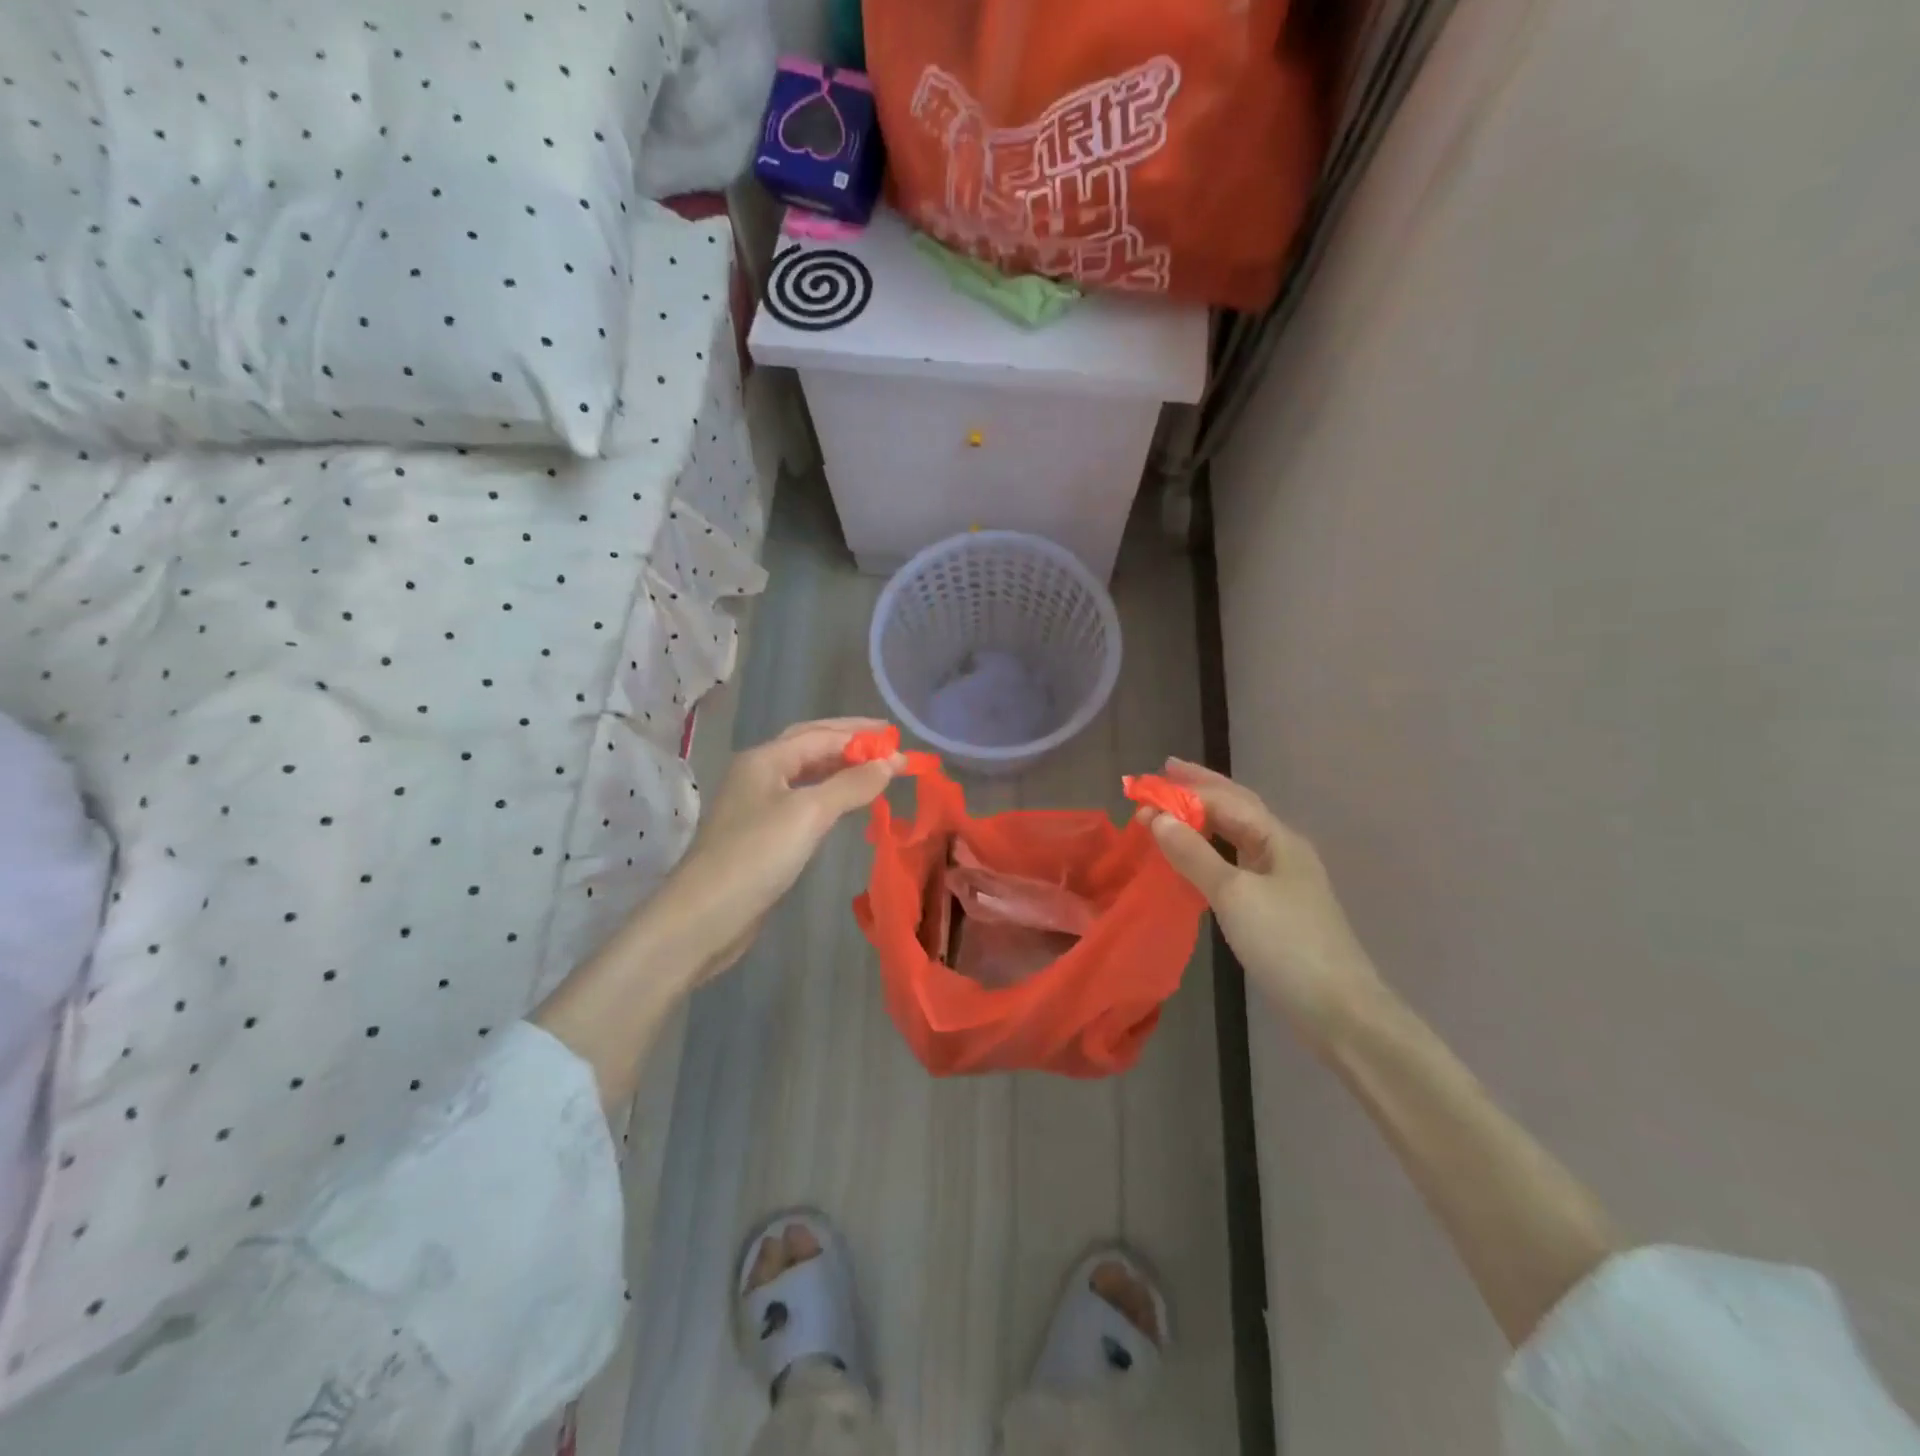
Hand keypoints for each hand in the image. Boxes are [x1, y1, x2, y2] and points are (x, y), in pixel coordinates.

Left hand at [651, 717, 903, 984]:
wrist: (704, 917)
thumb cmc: (756, 856)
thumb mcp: (809, 814)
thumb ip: (852, 784)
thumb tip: (891, 762)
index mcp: (765, 759)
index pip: (820, 734)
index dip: (862, 736)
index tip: (900, 743)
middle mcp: (759, 774)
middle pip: (810, 746)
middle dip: (850, 742)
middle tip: (889, 744)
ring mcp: (757, 805)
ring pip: (806, 774)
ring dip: (841, 768)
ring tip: (876, 770)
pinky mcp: (761, 834)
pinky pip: (803, 801)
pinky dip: (829, 794)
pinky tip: (846, 804)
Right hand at [1139, 758, 1382, 1049]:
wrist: (1339, 1009)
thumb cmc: (1286, 943)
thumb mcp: (1233, 895)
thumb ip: (1193, 854)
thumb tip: (1156, 816)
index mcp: (1277, 838)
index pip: (1224, 800)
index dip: (1183, 791)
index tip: (1143, 787)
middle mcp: (1282, 849)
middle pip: (1237, 807)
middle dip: (1201, 787)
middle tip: (1165, 771)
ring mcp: (1283, 877)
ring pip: (1239, 833)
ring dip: (1206, 815)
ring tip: (1176, 806)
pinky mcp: (1277, 904)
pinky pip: (1237, 860)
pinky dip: (1212, 847)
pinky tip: (1200, 854)